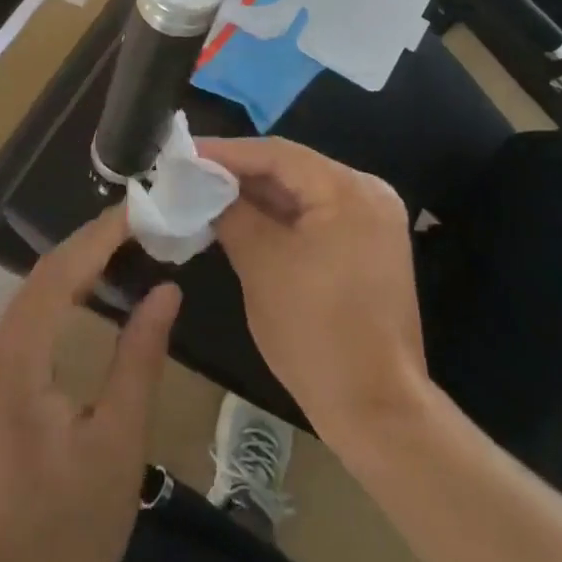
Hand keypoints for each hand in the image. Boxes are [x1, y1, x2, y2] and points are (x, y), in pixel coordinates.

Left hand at [0, 206, 180, 561]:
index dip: (99, 237)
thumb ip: (140, 357)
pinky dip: (66, 293)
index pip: (57, 275)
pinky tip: (96, 287)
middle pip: (41, 277)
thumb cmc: (69, 525)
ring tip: (128, 242)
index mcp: (15, 362)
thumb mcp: (119, 440)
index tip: (141, 210)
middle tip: (142, 220)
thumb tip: (166, 290)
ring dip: (78, 264)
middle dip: (91, 243)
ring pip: (34, 294)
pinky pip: (30, 317)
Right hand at [199, 137, 429, 443]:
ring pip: (303, 194)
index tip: (184, 153)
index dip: (226, 152)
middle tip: (191, 173)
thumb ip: (232, 214)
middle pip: (293, 169)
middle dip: (240, 173)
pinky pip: (316, 217)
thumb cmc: (316, 332)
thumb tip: (204, 187)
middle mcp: (368, 193)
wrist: (376, 409)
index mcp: (349, 190)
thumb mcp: (262, 265)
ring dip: (257, 196)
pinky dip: (280, 218)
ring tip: (207, 193)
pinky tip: (241, 219)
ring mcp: (372, 221)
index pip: (278, 154)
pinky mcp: (367, 247)